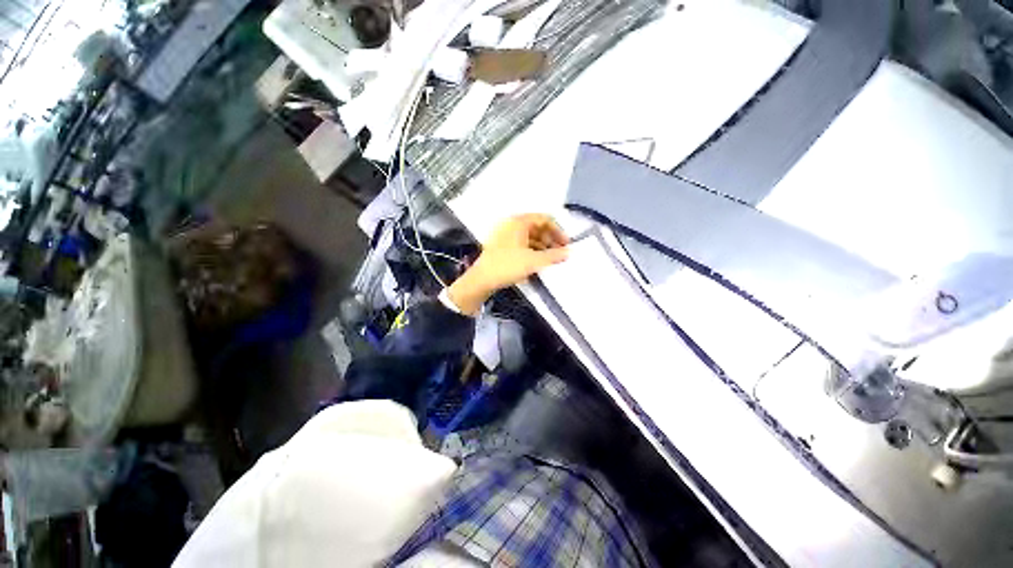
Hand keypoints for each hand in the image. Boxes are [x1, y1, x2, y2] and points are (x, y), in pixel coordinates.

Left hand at [447, 214, 568, 314]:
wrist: (482, 280)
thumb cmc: (507, 266)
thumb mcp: (533, 261)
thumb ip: (553, 256)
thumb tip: (568, 252)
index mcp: (518, 222)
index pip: (544, 219)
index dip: (558, 230)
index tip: (566, 243)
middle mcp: (511, 225)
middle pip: (536, 227)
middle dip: (550, 239)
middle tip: (560, 252)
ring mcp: (505, 235)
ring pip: (529, 236)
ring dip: (542, 246)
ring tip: (551, 259)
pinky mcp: (501, 246)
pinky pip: (521, 243)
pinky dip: (532, 250)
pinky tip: (537, 261)